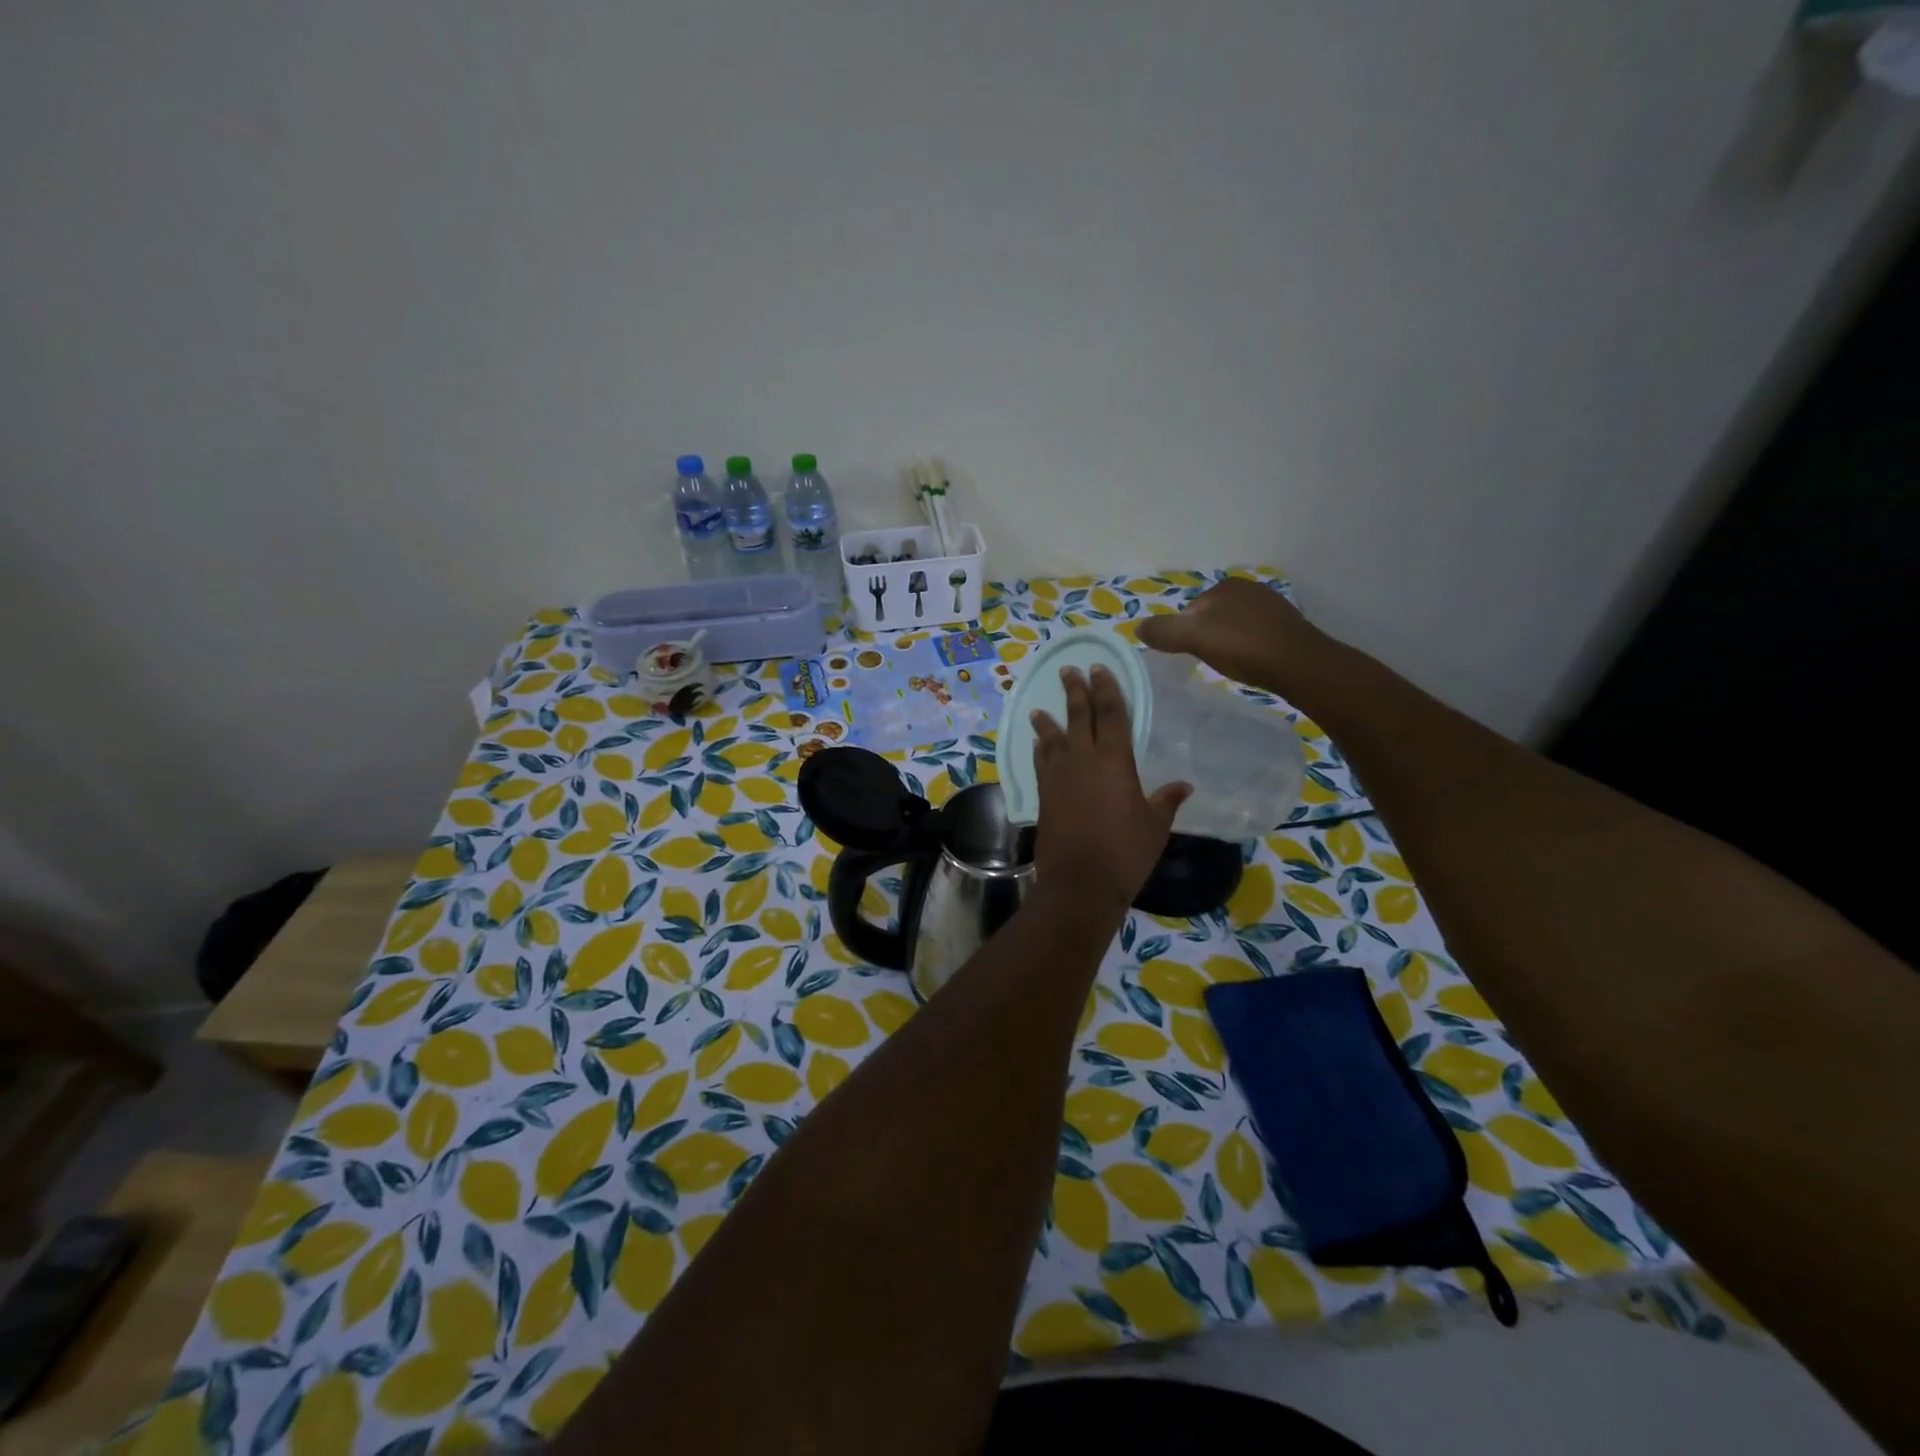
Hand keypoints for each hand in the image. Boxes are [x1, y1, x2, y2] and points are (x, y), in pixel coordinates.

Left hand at [1030, 665, 1188, 915]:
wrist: (1079, 882)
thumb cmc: (1125, 853)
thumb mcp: (1155, 826)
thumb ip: (1166, 800)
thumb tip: (1184, 785)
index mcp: (1115, 761)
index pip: (1111, 713)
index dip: (1106, 689)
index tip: (1100, 669)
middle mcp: (1083, 759)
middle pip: (1078, 716)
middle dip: (1075, 691)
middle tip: (1068, 670)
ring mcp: (1059, 776)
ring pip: (1053, 737)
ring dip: (1048, 720)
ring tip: (1040, 707)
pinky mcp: (1043, 794)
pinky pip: (1040, 761)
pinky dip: (1039, 748)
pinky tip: (1037, 743)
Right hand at [1135, 578, 1329, 694]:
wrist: (1299, 665)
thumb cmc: (1242, 647)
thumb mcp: (1193, 637)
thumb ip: (1163, 631)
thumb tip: (1138, 627)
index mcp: (1226, 586)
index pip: (1191, 610)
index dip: (1185, 633)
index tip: (1190, 654)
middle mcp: (1249, 589)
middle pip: (1212, 618)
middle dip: (1207, 637)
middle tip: (1210, 661)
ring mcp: (1272, 607)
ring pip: (1234, 627)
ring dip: (1229, 643)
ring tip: (1231, 665)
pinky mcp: (1288, 627)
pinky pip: (1255, 636)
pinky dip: (1248, 648)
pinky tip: (1251, 663)